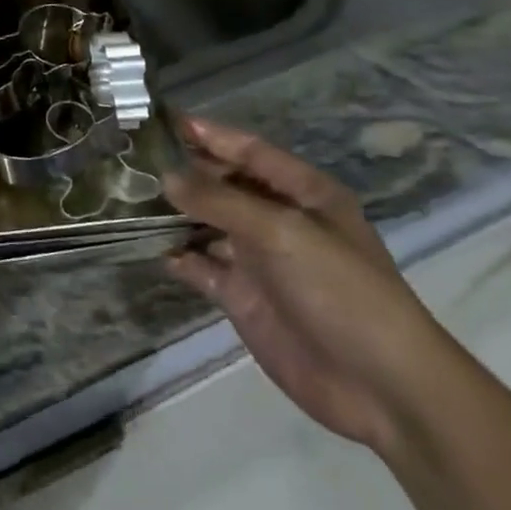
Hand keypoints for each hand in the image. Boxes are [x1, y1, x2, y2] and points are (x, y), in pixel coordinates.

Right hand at [163, 119, 455, 453]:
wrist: (383, 389)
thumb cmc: (342, 291)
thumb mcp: (282, 233)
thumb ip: (220, 202)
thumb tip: (166, 177)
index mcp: (302, 193)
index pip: (248, 151)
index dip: (209, 134)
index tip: (161, 120)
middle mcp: (278, 219)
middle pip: (223, 184)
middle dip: (183, 170)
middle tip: (132, 157)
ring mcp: (259, 259)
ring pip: (206, 223)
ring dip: (174, 212)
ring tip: (127, 196)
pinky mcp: (243, 297)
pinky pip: (201, 266)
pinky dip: (178, 256)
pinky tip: (149, 247)